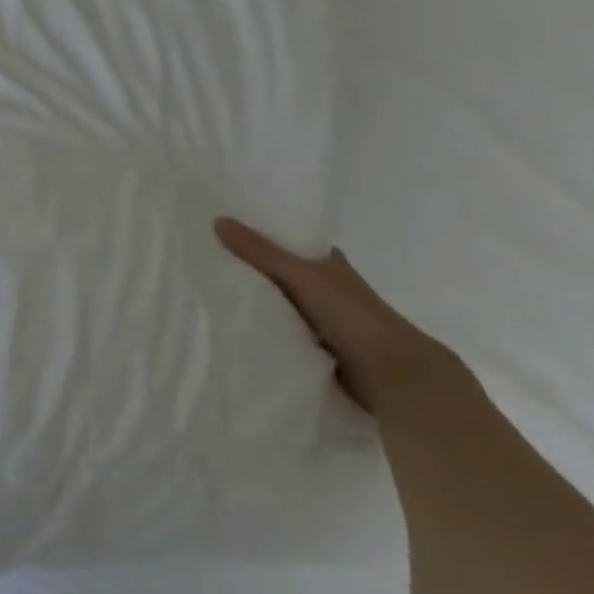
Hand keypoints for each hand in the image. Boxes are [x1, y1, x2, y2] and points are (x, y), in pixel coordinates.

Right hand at [214, 217, 453, 413]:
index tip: (224, 229)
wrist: (390, 373)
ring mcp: (319, 318)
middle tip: (203, 258)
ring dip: (251, 299)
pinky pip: (277, 328)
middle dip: (248, 267)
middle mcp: (324, 288)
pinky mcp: (312, 345)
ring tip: (206, 290)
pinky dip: (258, 325)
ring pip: (276, 301)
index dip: (262, 234)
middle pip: (278, 272)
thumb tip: (218, 220)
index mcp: (328, 264)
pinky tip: (229, 323)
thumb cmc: (351, 314)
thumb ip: (261, 252)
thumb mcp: (301, 276)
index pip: (290, 242)